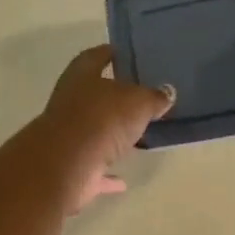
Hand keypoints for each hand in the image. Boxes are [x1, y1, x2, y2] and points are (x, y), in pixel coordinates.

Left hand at [36, 45, 175, 211]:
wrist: (68, 163)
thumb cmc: (103, 119)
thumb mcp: (138, 101)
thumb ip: (153, 97)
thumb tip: (166, 93)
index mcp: (82, 77)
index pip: (96, 57)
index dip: (110, 54)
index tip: (128, 55)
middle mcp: (70, 103)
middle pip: (93, 96)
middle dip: (114, 98)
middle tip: (142, 99)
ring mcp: (68, 137)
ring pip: (93, 132)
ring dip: (110, 136)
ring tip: (136, 137)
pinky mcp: (71, 167)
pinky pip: (93, 168)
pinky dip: (106, 174)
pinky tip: (123, 180)